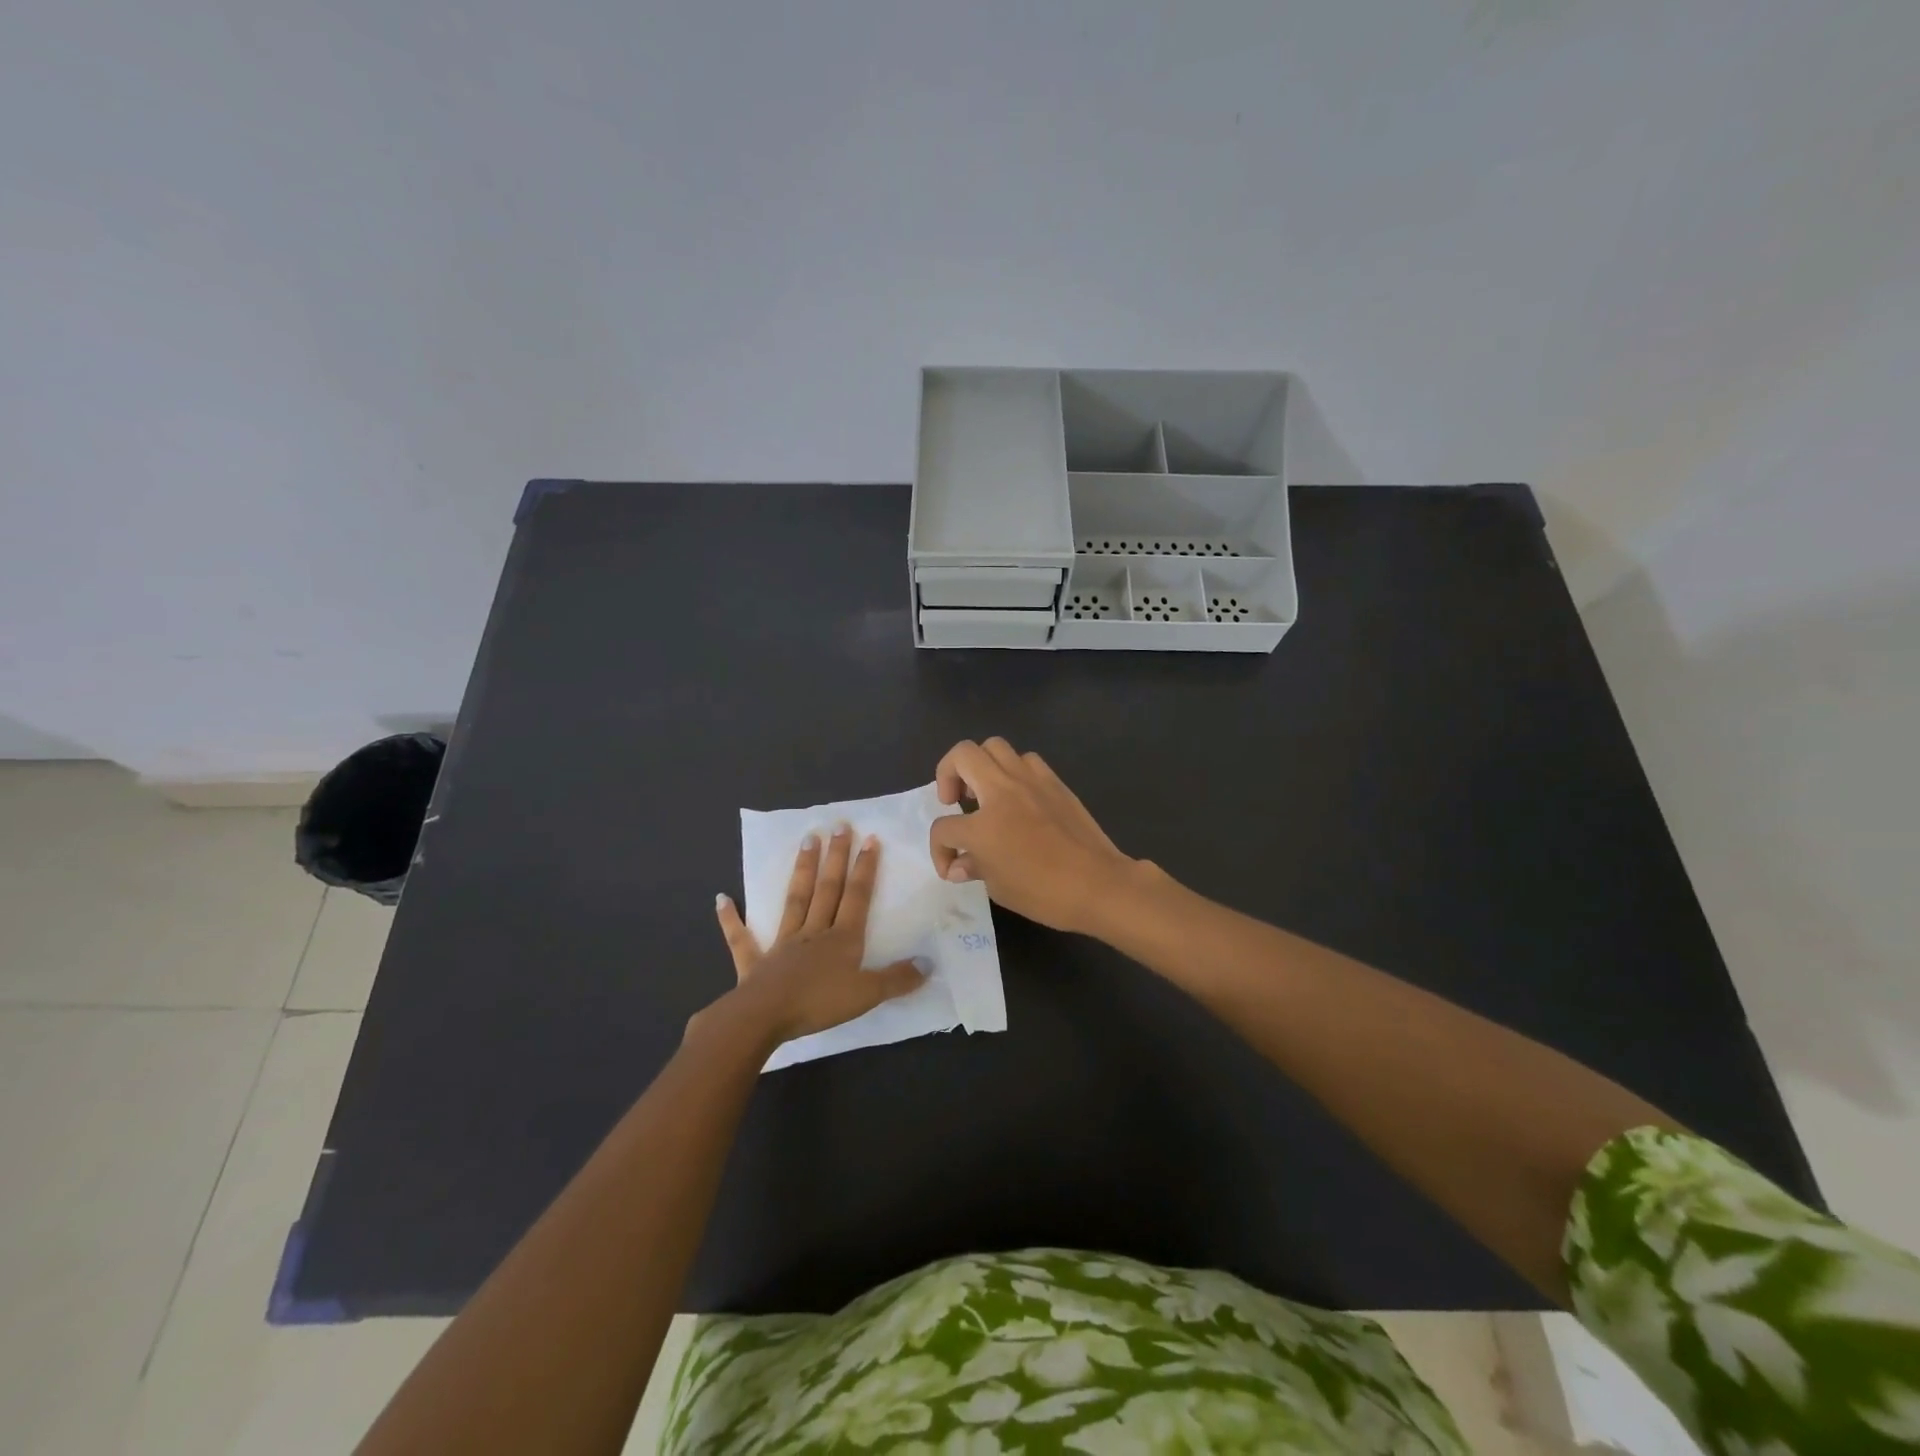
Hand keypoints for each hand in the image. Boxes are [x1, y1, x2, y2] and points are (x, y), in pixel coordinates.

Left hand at [706, 825, 926, 1044]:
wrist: (765, 1017)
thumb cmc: (819, 1004)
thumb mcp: (867, 994)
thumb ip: (897, 979)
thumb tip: (928, 962)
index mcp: (841, 939)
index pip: (856, 897)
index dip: (865, 868)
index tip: (869, 839)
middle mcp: (813, 932)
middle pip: (827, 889)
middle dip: (835, 857)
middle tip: (838, 825)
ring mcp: (782, 944)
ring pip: (794, 901)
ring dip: (801, 871)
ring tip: (806, 840)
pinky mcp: (754, 962)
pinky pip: (741, 939)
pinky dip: (731, 920)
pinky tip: (721, 899)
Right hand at [928, 738, 1137, 933]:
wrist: (1098, 884)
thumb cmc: (1044, 893)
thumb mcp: (999, 888)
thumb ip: (974, 867)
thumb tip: (960, 864)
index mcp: (982, 826)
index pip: (944, 828)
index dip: (940, 850)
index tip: (951, 866)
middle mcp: (1002, 792)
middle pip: (962, 756)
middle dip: (947, 773)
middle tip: (954, 800)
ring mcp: (1030, 781)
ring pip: (995, 746)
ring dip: (981, 765)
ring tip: (985, 791)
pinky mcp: (1054, 782)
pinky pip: (1026, 760)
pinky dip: (1014, 770)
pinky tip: (1018, 795)